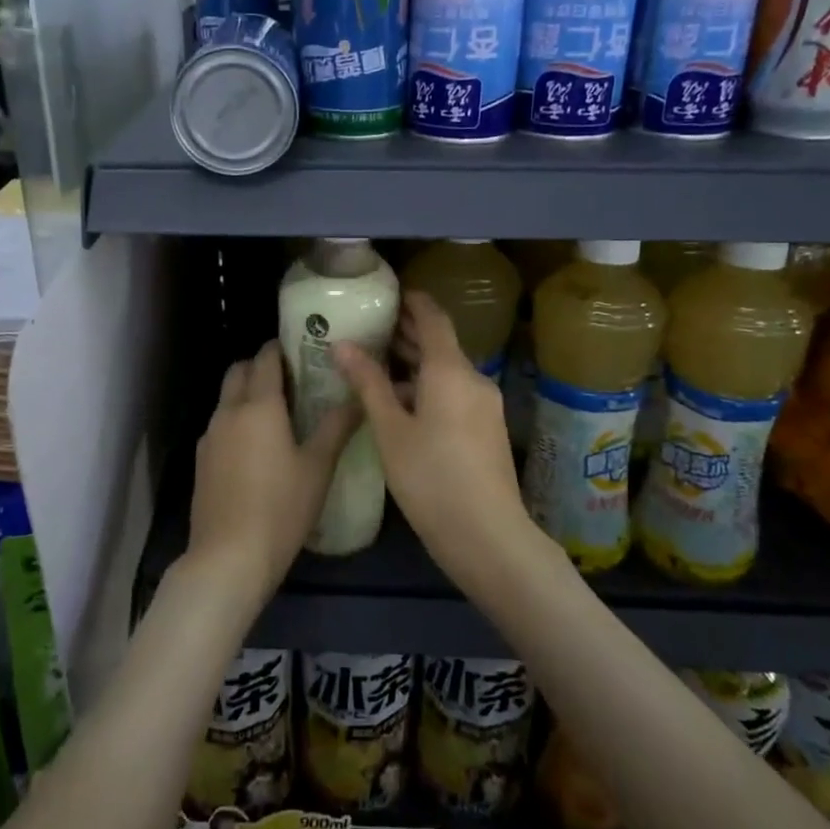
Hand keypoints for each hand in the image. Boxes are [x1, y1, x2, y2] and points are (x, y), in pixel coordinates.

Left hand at [188, 340, 358, 607]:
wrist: (228, 558)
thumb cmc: (280, 508)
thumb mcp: (318, 468)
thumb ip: (337, 427)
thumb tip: (358, 398)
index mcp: (258, 406)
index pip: (265, 358)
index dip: (281, 349)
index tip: (301, 349)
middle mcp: (228, 412)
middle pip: (238, 371)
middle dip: (260, 366)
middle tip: (291, 379)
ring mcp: (209, 436)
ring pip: (226, 398)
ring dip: (247, 393)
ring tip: (278, 414)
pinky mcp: (201, 460)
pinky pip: (220, 425)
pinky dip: (237, 420)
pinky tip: (257, 447)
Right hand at [333, 292, 539, 595]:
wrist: (487, 535)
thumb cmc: (430, 477)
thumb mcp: (390, 430)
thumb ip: (368, 383)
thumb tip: (342, 345)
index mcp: (450, 371)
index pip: (433, 318)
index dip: (413, 302)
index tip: (389, 293)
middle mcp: (473, 379)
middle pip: (440, 344)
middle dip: (407, 334)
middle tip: (371, 327)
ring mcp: (484, 405)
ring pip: (446, 372)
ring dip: (415, 364)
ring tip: (376, 364)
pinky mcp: (486, 429)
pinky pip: (454, 393)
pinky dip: (427, 387)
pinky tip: (400, 403)